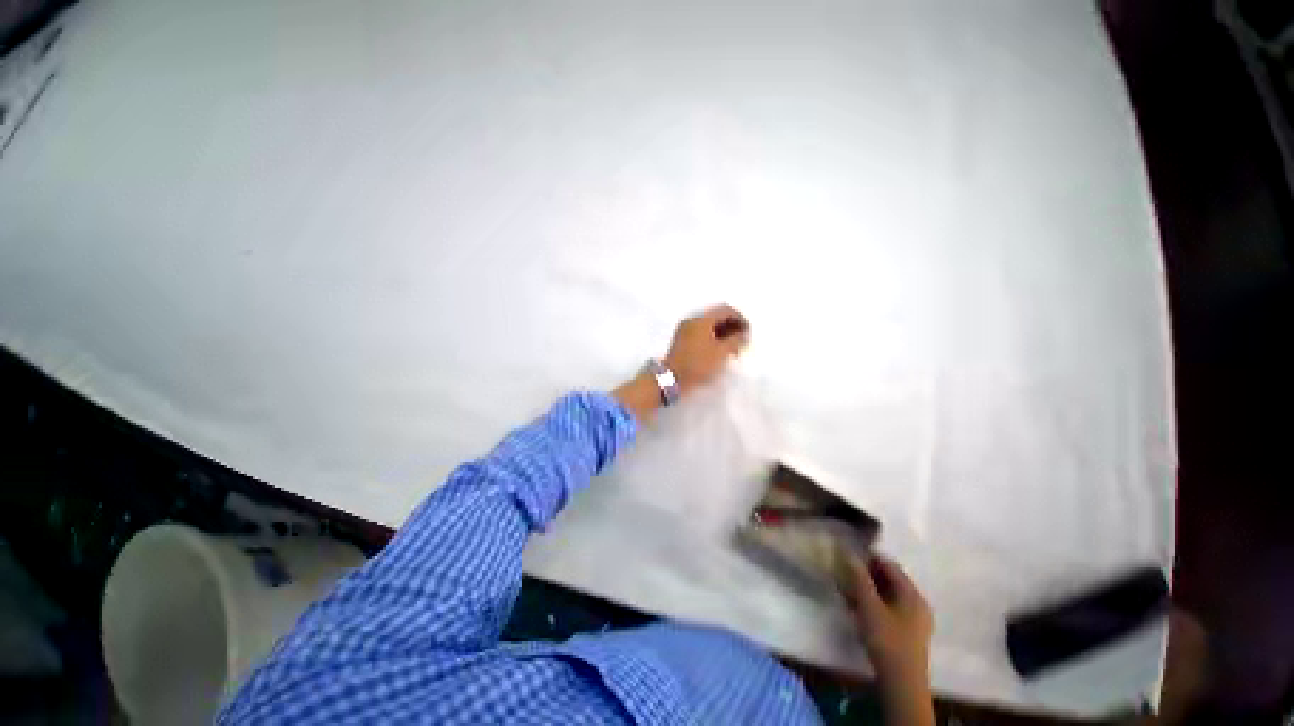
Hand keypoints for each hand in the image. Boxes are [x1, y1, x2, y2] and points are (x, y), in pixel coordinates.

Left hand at [662, 304, 749, 391]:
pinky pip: (701, 332)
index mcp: (702, 319)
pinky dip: (713, 337)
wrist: (671, 379)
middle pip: (716, 316)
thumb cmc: (698, 365)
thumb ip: (736, 340)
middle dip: (732, 326)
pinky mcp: (682, 340)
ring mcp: (685, 329)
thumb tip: (745, 334)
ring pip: (709, 325)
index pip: (726, 310)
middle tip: (742, 341)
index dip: (741, 319)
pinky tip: (719, 350)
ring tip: (732, 348)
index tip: (749, 333)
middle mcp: (692, 319)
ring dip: (723, 333)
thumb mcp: (721, 353)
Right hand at [853, 556, 935, 725]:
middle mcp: (917, 603)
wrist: (902, 684)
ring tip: (846, 589)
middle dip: (866, 574)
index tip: (847, 555)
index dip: (868, 557)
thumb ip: (859, 579)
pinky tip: (857, 608)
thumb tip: (849, 553)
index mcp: (912, 594)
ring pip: (888, 595)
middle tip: (844, 572)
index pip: (889, 565)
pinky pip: (889, 609)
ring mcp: (914, 620)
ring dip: (868, 590)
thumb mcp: (869, 606)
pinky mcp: (907, 633)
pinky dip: (873, 603)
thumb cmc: (886, 640)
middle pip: (890, 580)